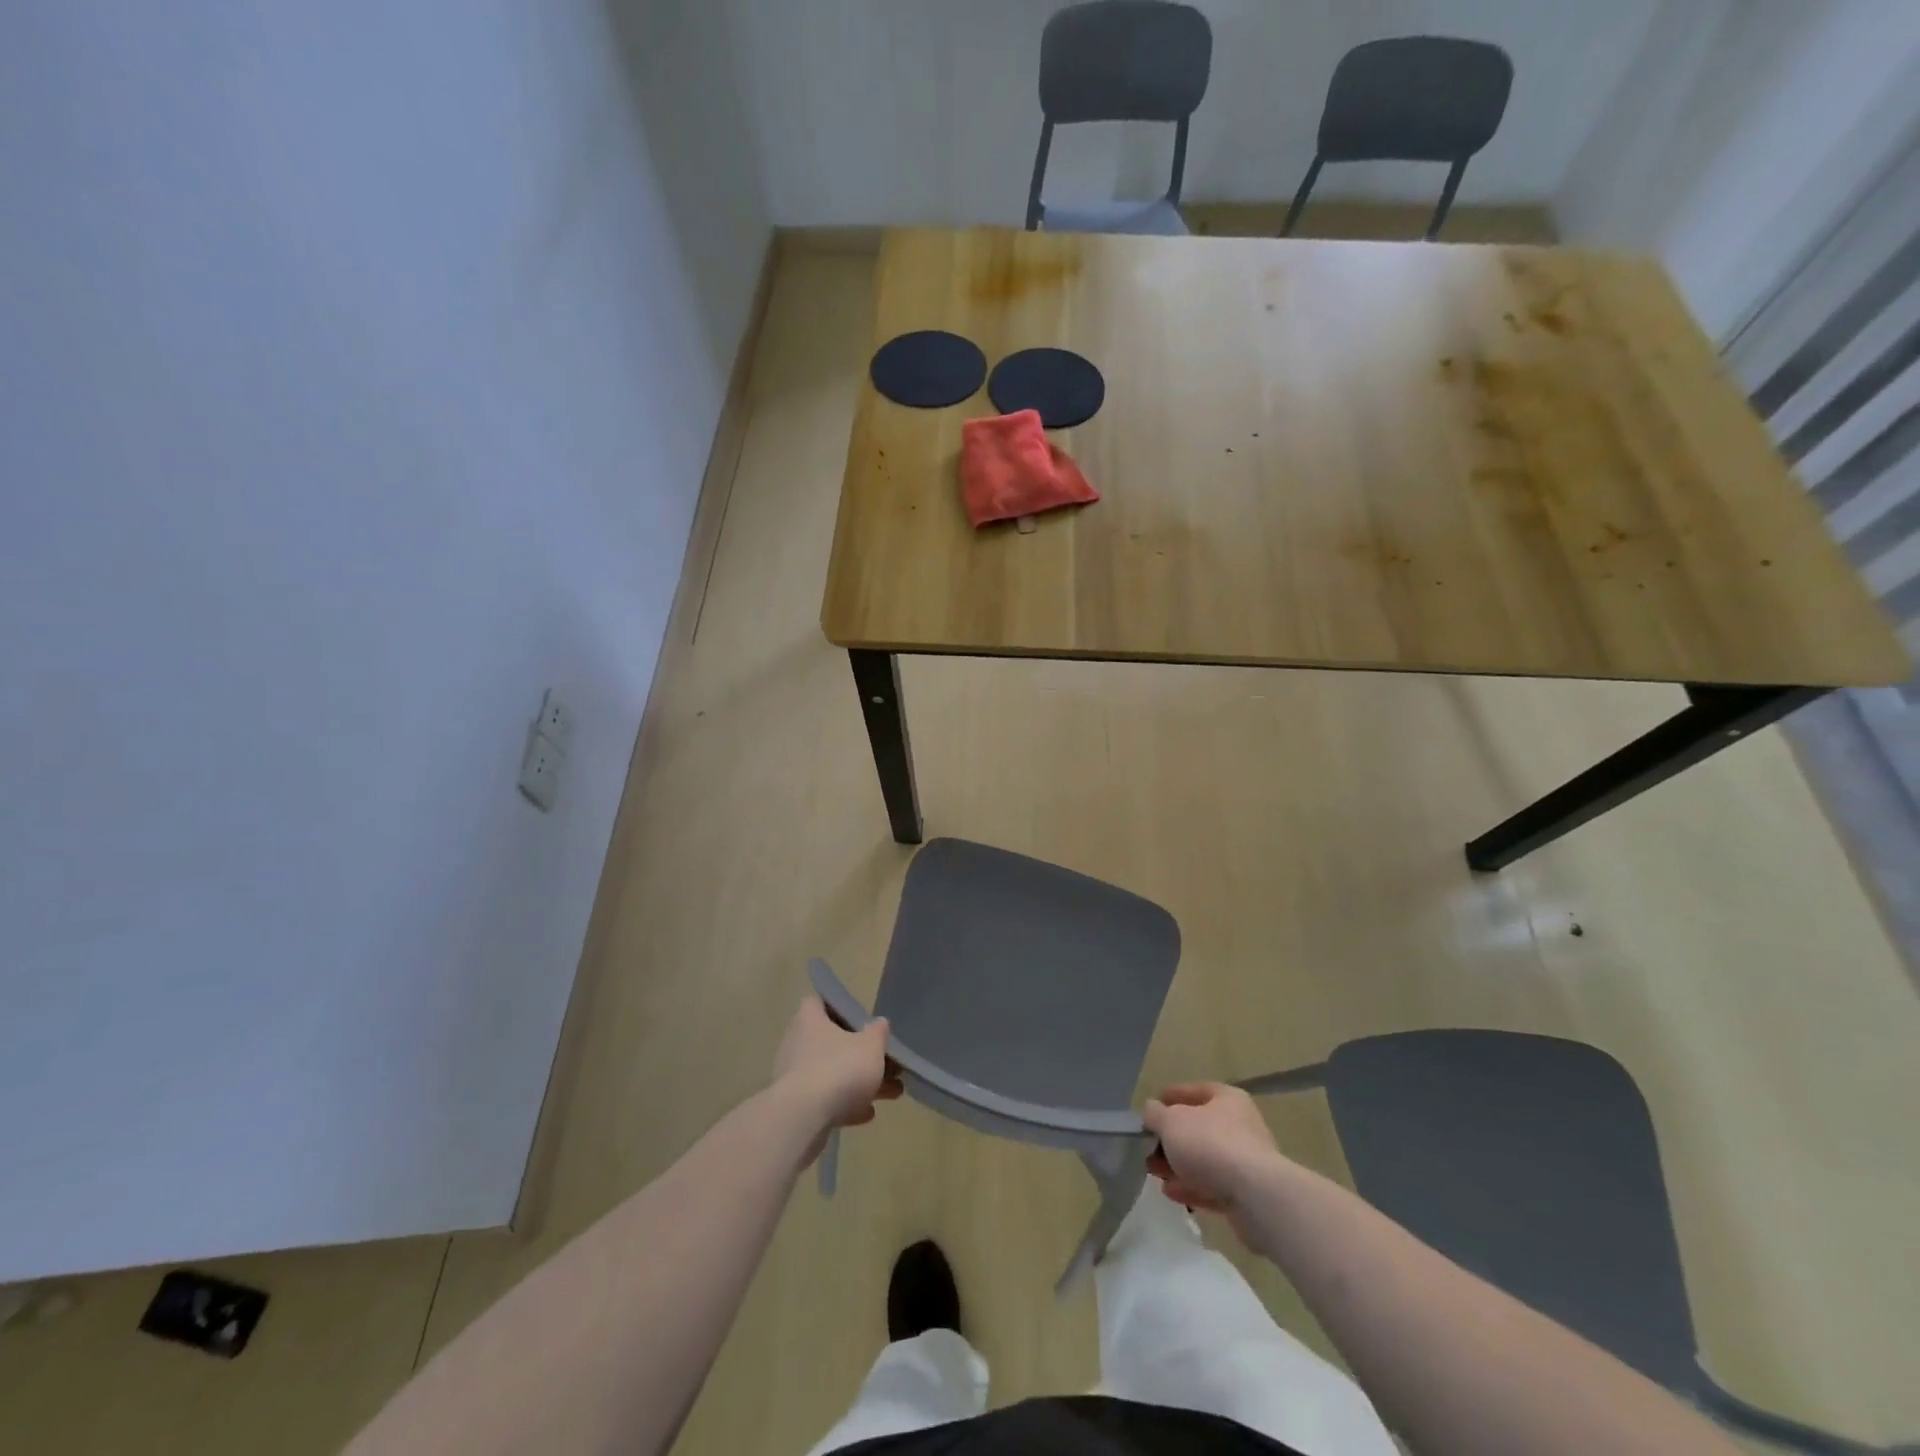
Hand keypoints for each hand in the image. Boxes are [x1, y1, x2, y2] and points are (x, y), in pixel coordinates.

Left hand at [771, 997, 901, 1144]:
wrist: (803, 1119)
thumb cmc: (839, 1069)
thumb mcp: (871, 1045)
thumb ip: (878, 1032)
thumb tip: (879, 1024)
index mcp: (810, 1019)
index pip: (822, 1002)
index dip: (843, 1009)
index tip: (864, 1022)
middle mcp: (797, 1043)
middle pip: (833, 1042)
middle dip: (863, 1054)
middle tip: (889, 1064)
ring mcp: (794, 1076)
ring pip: (833, 1073)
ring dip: (861, 1082)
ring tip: (892, 1093)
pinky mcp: (795, 1106)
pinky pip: (825, 1099)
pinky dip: (846, 1104)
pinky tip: (868, 1113)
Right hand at [1143, 1083, 1282, 1233]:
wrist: (1256, 1196)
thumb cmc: (1210, 1144)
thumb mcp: (1171, 1121)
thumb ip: (1155, 1114)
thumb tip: (1152, 1111)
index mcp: (1227, 1099)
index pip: (1194, 1090)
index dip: (1171, 1096)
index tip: (1151, 1107)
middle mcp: (1241, 1126)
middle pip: (1198, 1128)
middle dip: (1171, 1138)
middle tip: (1148, 1146)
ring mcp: (1246, 1162)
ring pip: (1204, 1159)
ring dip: (1178, 1165)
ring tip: (1154, 1172)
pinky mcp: (1247, 1194)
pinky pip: (1213, 1186)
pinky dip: (1191, 1187)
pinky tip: (1170, 1192)